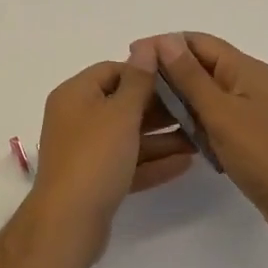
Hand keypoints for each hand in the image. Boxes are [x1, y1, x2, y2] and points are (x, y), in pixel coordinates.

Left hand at [30, 47, 193, 253]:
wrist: (68, 223)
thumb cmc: (94, 157)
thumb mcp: (120, 113)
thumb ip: (138, 80)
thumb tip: (146, 45)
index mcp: (75, 94)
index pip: (113, 71)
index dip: (144, 73)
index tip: (177, 79)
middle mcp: (77, 118)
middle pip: (122, 104)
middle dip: (159, 107)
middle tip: (195, 109)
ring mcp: (85, 151)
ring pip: (128, 136)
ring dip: (162, 137)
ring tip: (199, 137)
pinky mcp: (96, 180)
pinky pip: (128, 163)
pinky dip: (153, 162)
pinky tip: (186, 163)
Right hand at [142, 32, 267, 244]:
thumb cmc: (262, 152)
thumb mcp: (220, 111)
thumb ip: (190, 76)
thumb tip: (165, 40)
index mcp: (244, 68)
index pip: (198, 42)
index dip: (164, 44)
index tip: (132, 55)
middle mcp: (246, 82)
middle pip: (200, 64)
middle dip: (168, 70)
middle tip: (134, 85)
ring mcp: (247, 109)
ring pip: (204, 92)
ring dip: (177, 96)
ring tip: (144, 107)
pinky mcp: (245, 134)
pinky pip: (212, 116)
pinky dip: (192, 118)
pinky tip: (171, 130)